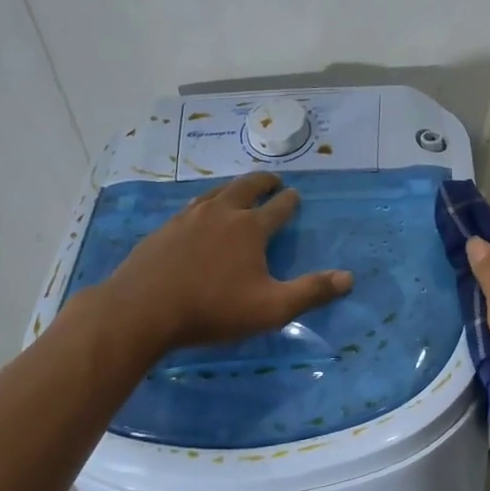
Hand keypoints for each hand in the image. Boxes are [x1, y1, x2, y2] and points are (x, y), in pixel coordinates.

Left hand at [91, 172, 352, 352]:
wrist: (141, 310)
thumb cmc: (212, 309)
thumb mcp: (271, 308)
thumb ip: (311, 292)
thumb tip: (348, 278)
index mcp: (250, 228)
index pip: (278, 207)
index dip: (290, 202)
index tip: (295, 196)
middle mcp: (221, 213)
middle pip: (246, 187)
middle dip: (264, 182)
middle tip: (273, 181)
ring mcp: (188, 218)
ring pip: (217, 193)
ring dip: (233, 189)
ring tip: (239, 191)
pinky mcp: (164, 230)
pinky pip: (191, 208)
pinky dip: (205, 204)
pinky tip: (199, 215)